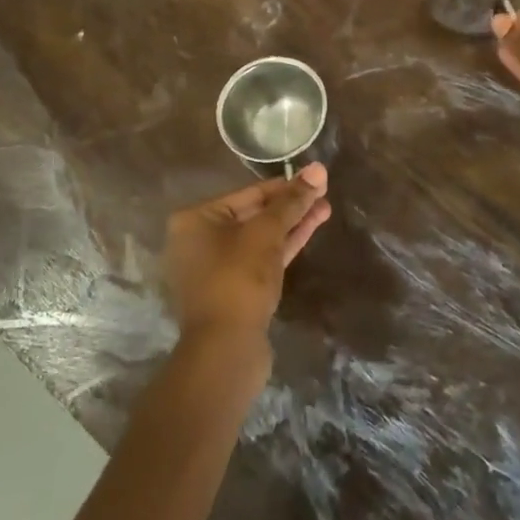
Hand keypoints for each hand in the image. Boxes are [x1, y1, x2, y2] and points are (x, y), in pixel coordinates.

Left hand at [163, 165, 331, 348]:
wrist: (226, 350)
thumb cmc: (238, 279)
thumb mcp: (267, 233)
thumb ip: (292, 201)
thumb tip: (318, 168)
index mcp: (195, 219)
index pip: (247, 193)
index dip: (284, 185)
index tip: (314, 179)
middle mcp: (199, 240)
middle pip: (253, 214)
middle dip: (290, 206)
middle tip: (324, 194)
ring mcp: (215, 269)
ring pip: (259, 238)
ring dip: (291, 225)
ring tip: (325, 209)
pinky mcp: (232, 292)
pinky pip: (259, 260)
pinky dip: (282, 247)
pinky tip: (308, 231)